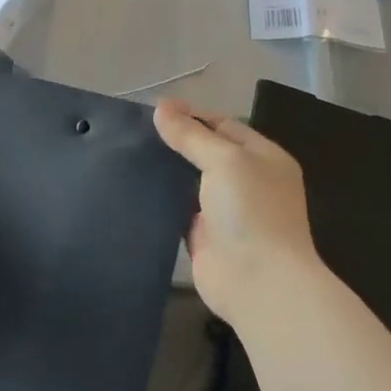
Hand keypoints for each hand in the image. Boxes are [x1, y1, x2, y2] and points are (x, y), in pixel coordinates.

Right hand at [152, 98, 320, 326]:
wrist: (259, 283)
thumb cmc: (251, 211)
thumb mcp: (224, 160)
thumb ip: (191, 135)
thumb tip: (161, 107)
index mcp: (263, 157)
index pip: (223, 124)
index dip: (192, 115)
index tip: (154, 110)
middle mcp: (247, 181)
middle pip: (206, 152)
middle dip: (176, 142)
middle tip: (134, 131)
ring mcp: (225, 211)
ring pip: (190, 181)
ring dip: (166, 171)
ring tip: (127, 154)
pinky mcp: (204, 236)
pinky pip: (178, 210)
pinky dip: (161, 200)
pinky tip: (133, 187)